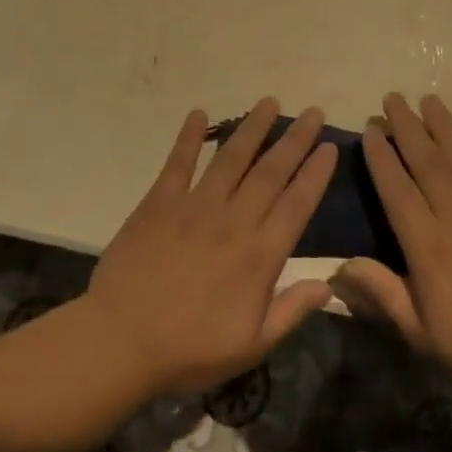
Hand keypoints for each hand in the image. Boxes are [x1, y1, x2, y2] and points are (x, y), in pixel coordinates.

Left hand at [85, 99, 337, 397]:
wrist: (121, 341)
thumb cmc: (190, 349)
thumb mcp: (251, 345)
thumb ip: (291, 311)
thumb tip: (329, 284)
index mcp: (259, 254)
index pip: (297, 204)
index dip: (315, 174)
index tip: (329, 147)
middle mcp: (233, 220)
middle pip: (271, 171)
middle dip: (294, 140)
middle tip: (312, 112)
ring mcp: (195, 206)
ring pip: (231, 157)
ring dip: (252, 128)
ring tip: (269, 102)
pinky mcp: (160, 202)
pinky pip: (178, 162)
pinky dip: (189, 136)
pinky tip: (199, 113)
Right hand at [333, 94, 451, 412]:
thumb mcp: (423, 336)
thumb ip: (383, 295)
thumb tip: (340, 265)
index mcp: (429, 246)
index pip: (397, 189)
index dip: (381, 156)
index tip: (371, 129)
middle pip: (428, 162)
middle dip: (408, 127)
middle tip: (393, 98)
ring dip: (445, 126)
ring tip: (430, 100)